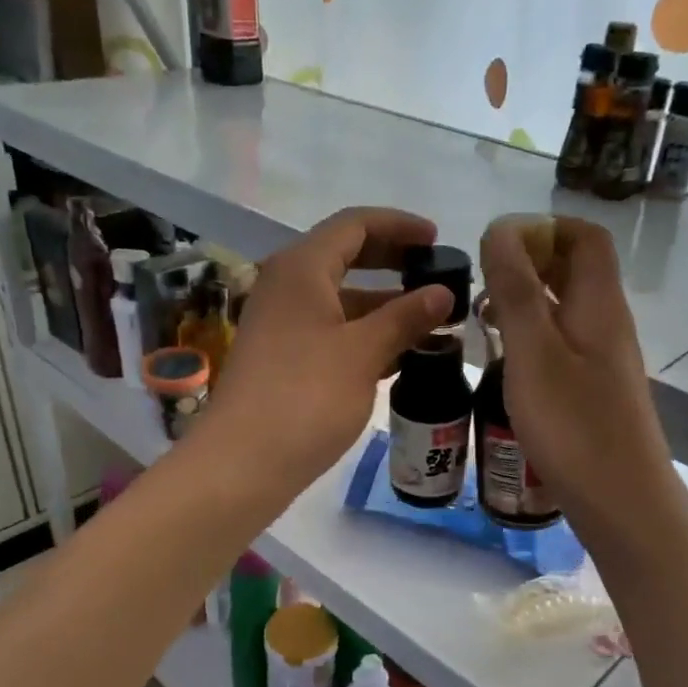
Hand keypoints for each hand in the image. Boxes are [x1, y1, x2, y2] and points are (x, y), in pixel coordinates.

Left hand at [192, 207, 450, 497]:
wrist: (244, 462)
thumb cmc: (307, 397)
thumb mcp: (363, 353)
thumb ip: (405, 317)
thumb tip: (443, 292)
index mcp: (301, 268)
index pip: (355, 224)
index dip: (399, 226)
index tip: (437, 240)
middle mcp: (286, 286)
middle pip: (345, 257)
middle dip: (392, 263)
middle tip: (435, 277)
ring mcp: (281, 324)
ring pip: (339, 299)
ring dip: (382, 305)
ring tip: (429, 321)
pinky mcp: (282, 358)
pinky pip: (330, 330)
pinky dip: (363, 334)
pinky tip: (397, 355)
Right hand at [480, 215, 684, 548]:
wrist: (621, 501)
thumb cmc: (574, 426)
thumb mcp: (534, 353)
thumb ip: (516, 291)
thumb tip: (501, 229)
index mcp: (598, 304)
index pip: (584, 237)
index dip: (543, 229)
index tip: (497, 247)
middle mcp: (607, 324)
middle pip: (574, 271)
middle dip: (527, 265)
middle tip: (481, 284)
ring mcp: (602, 361)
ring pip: (564, 311)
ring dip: (526, 304)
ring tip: (482, 321)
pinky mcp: (593, 392)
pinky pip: (562, 346)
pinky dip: (532, 340)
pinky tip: (504, 365)